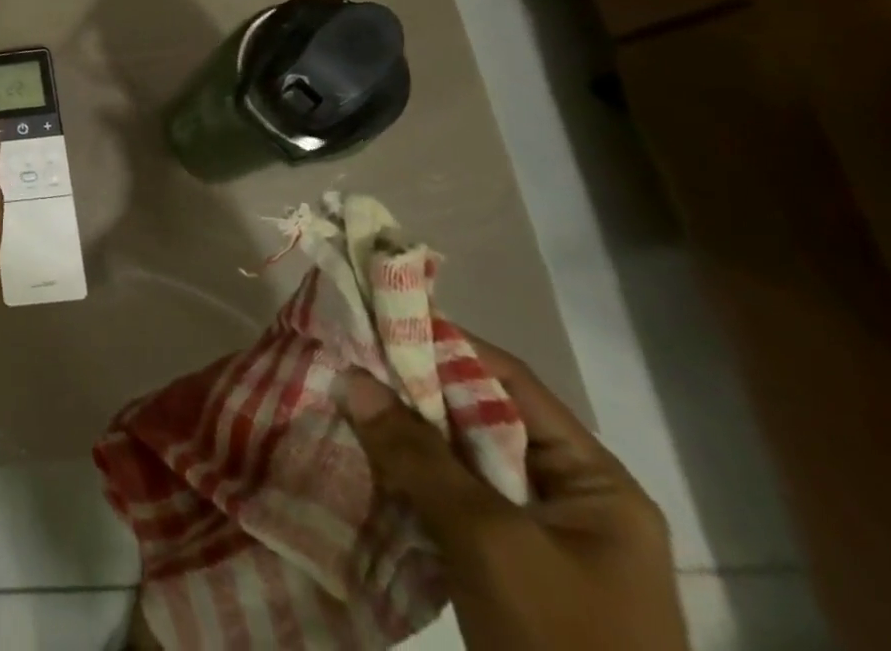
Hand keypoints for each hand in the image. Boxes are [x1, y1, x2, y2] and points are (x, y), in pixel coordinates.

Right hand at [342, 337, 687, 650]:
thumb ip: (420, 455)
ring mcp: (537, 538)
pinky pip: (449, 502)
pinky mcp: (505, 570)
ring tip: (341, 401)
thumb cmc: (564, 644)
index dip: (443, 344)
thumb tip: (352, 376)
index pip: (509, 383)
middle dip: (410, 391)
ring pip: (457, 460)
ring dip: (402, 435)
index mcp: (595, 483)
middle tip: (345, 360)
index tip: (375, 319)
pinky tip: (360, 460)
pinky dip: (407, 479)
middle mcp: (569, 499)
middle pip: (479, 418)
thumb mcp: (491, 543)